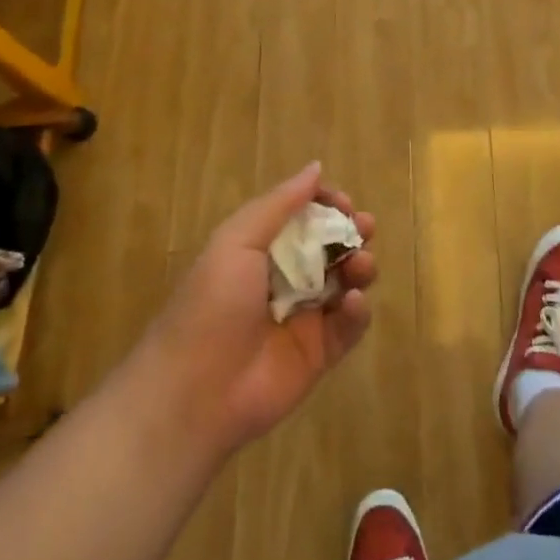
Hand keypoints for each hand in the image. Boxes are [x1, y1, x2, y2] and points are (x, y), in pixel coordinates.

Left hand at [135, 162, 377, 457]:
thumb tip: (315, 167)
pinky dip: (357, 311)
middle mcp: (285, 279)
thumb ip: (279, 204)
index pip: (304, 218)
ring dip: (360, 266)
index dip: (326, 206)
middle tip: (363, 228)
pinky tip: (352, 303)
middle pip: (331, 247)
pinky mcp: (320, 354)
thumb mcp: (237, 242)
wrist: (195, 392)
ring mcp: (305, 318)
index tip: (342, 202)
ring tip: (360, 264)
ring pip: (346, 282)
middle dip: (351, 232)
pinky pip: (349, 326)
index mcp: (261, 251)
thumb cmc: (211, 305)